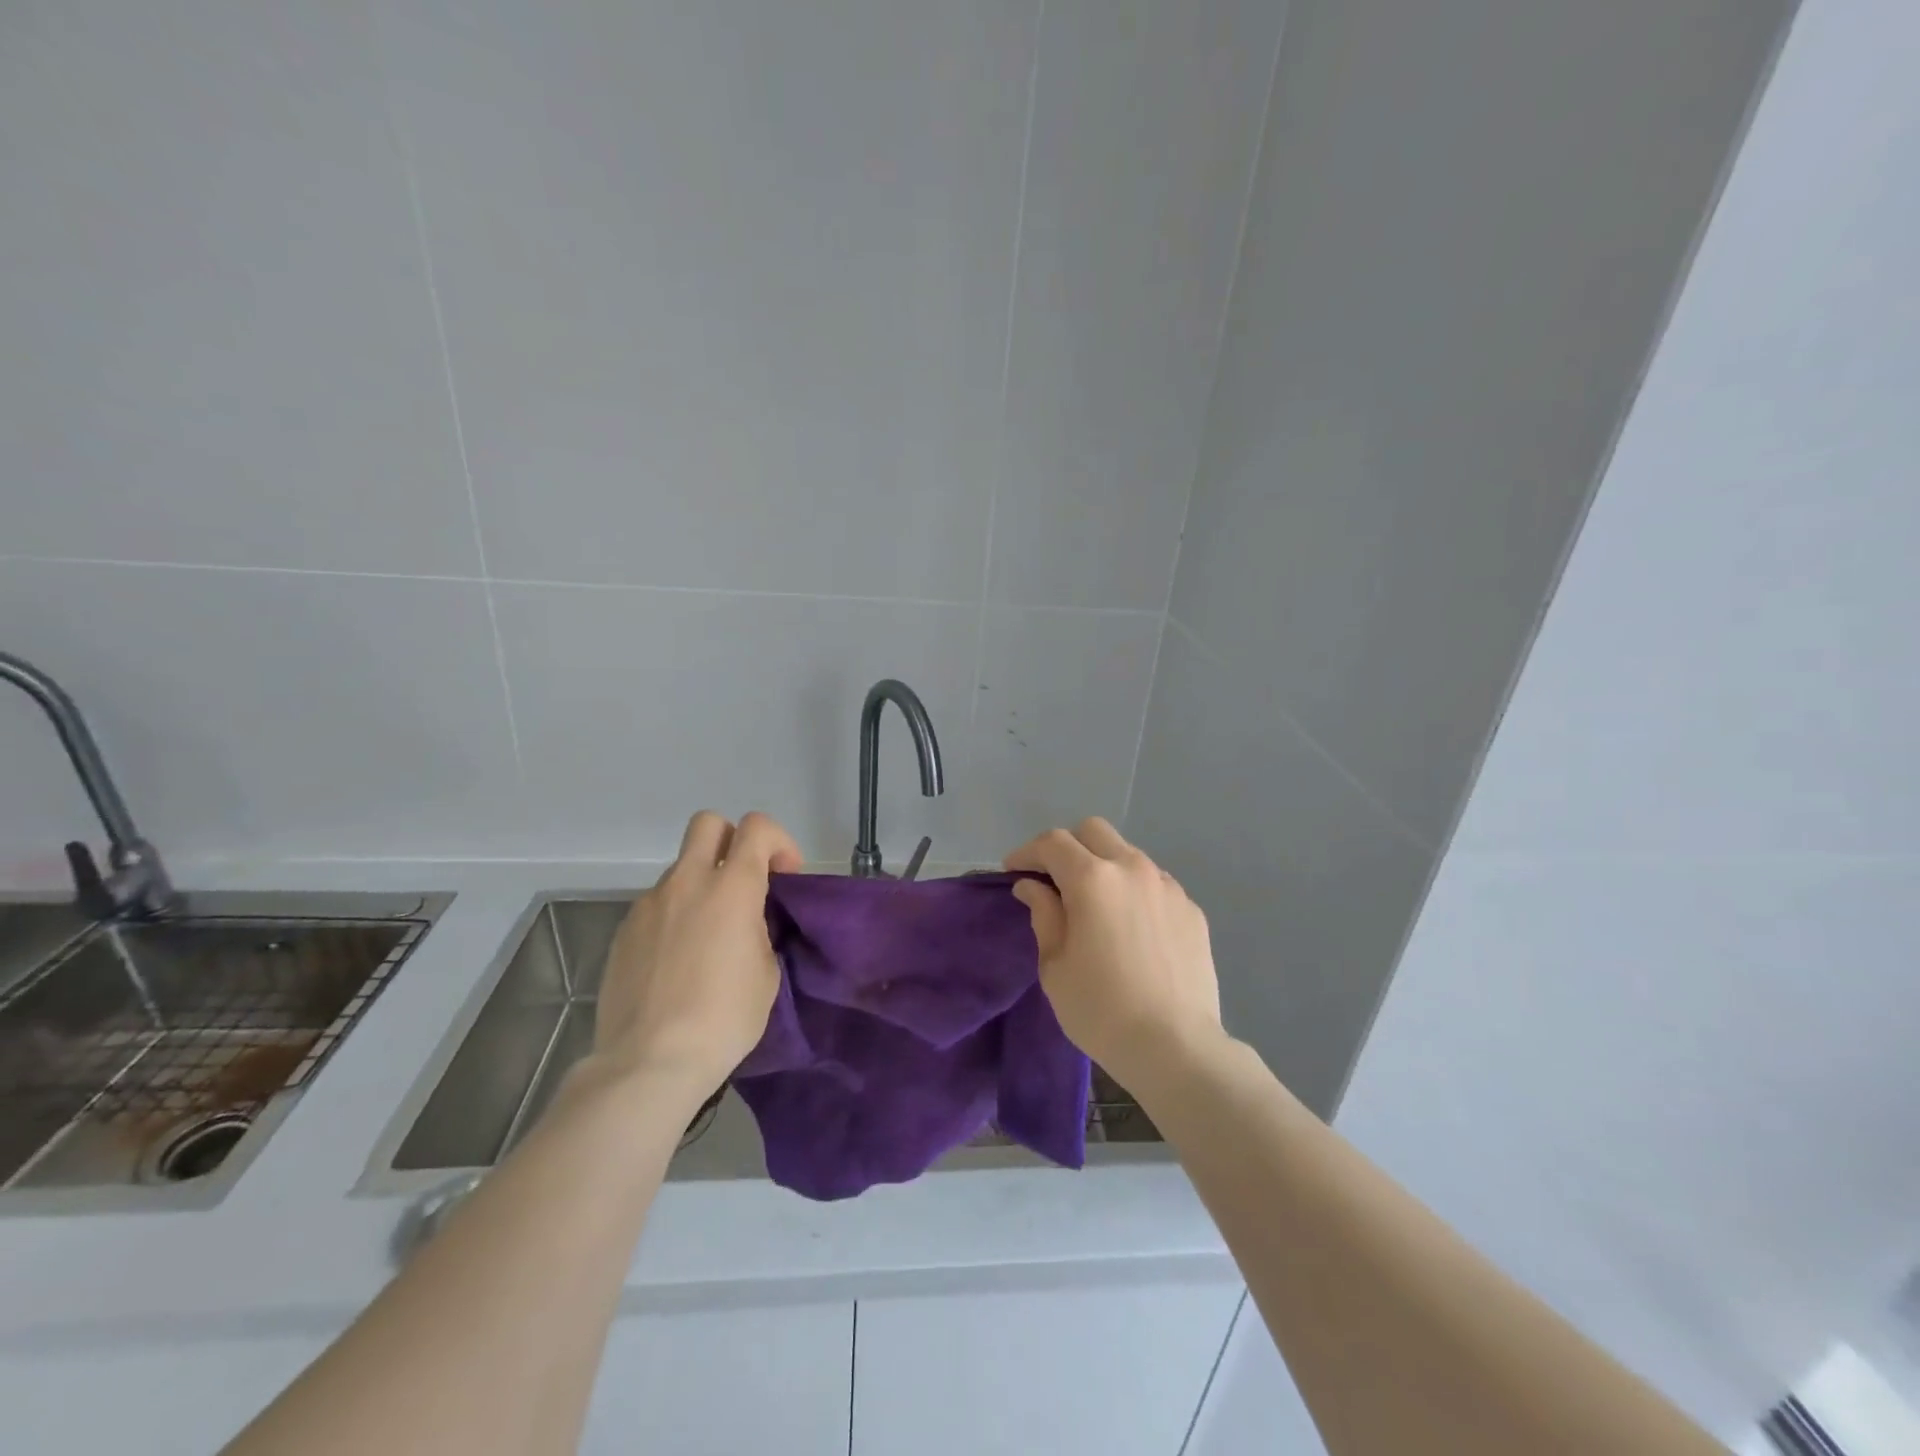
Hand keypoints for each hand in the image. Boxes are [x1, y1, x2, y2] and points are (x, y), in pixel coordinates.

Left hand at [594, 811, 803, 1099]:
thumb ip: (759, 929)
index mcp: (732, 888)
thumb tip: (746, 921)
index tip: (784, 876)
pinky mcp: (623, 931)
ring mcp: (649, 904)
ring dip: (701, 885)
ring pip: (680, 868)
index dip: (778, 841)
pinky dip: (674, 916)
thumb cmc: (724, 1018)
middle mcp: (687, 882)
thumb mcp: (766, 972)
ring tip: (708, 936)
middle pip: (708, 824)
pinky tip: (677, 960)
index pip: (757, 827)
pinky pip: (656, 906)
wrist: (649, 1062)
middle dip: (732, 840)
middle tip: (743, 882)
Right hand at [1005, 818, 1223, 1091]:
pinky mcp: (1191, 909)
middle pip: (1093, 831)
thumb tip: (1033, 886)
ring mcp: (1167, 886)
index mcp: (1093, 879)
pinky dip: (1133, 890)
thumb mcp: (1055, 965)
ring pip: (1127, 854)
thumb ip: (1044, 914)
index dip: (1027, 852)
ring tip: (1095, 904)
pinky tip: (1130, 927)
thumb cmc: (1101, 1009)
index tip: (1013, 871)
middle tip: (1053, 878)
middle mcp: (1132, 869)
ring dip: (1103, 866)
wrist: (1177, 1047)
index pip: (1053, 843)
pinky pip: (1154, 883)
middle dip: (1067, 846)